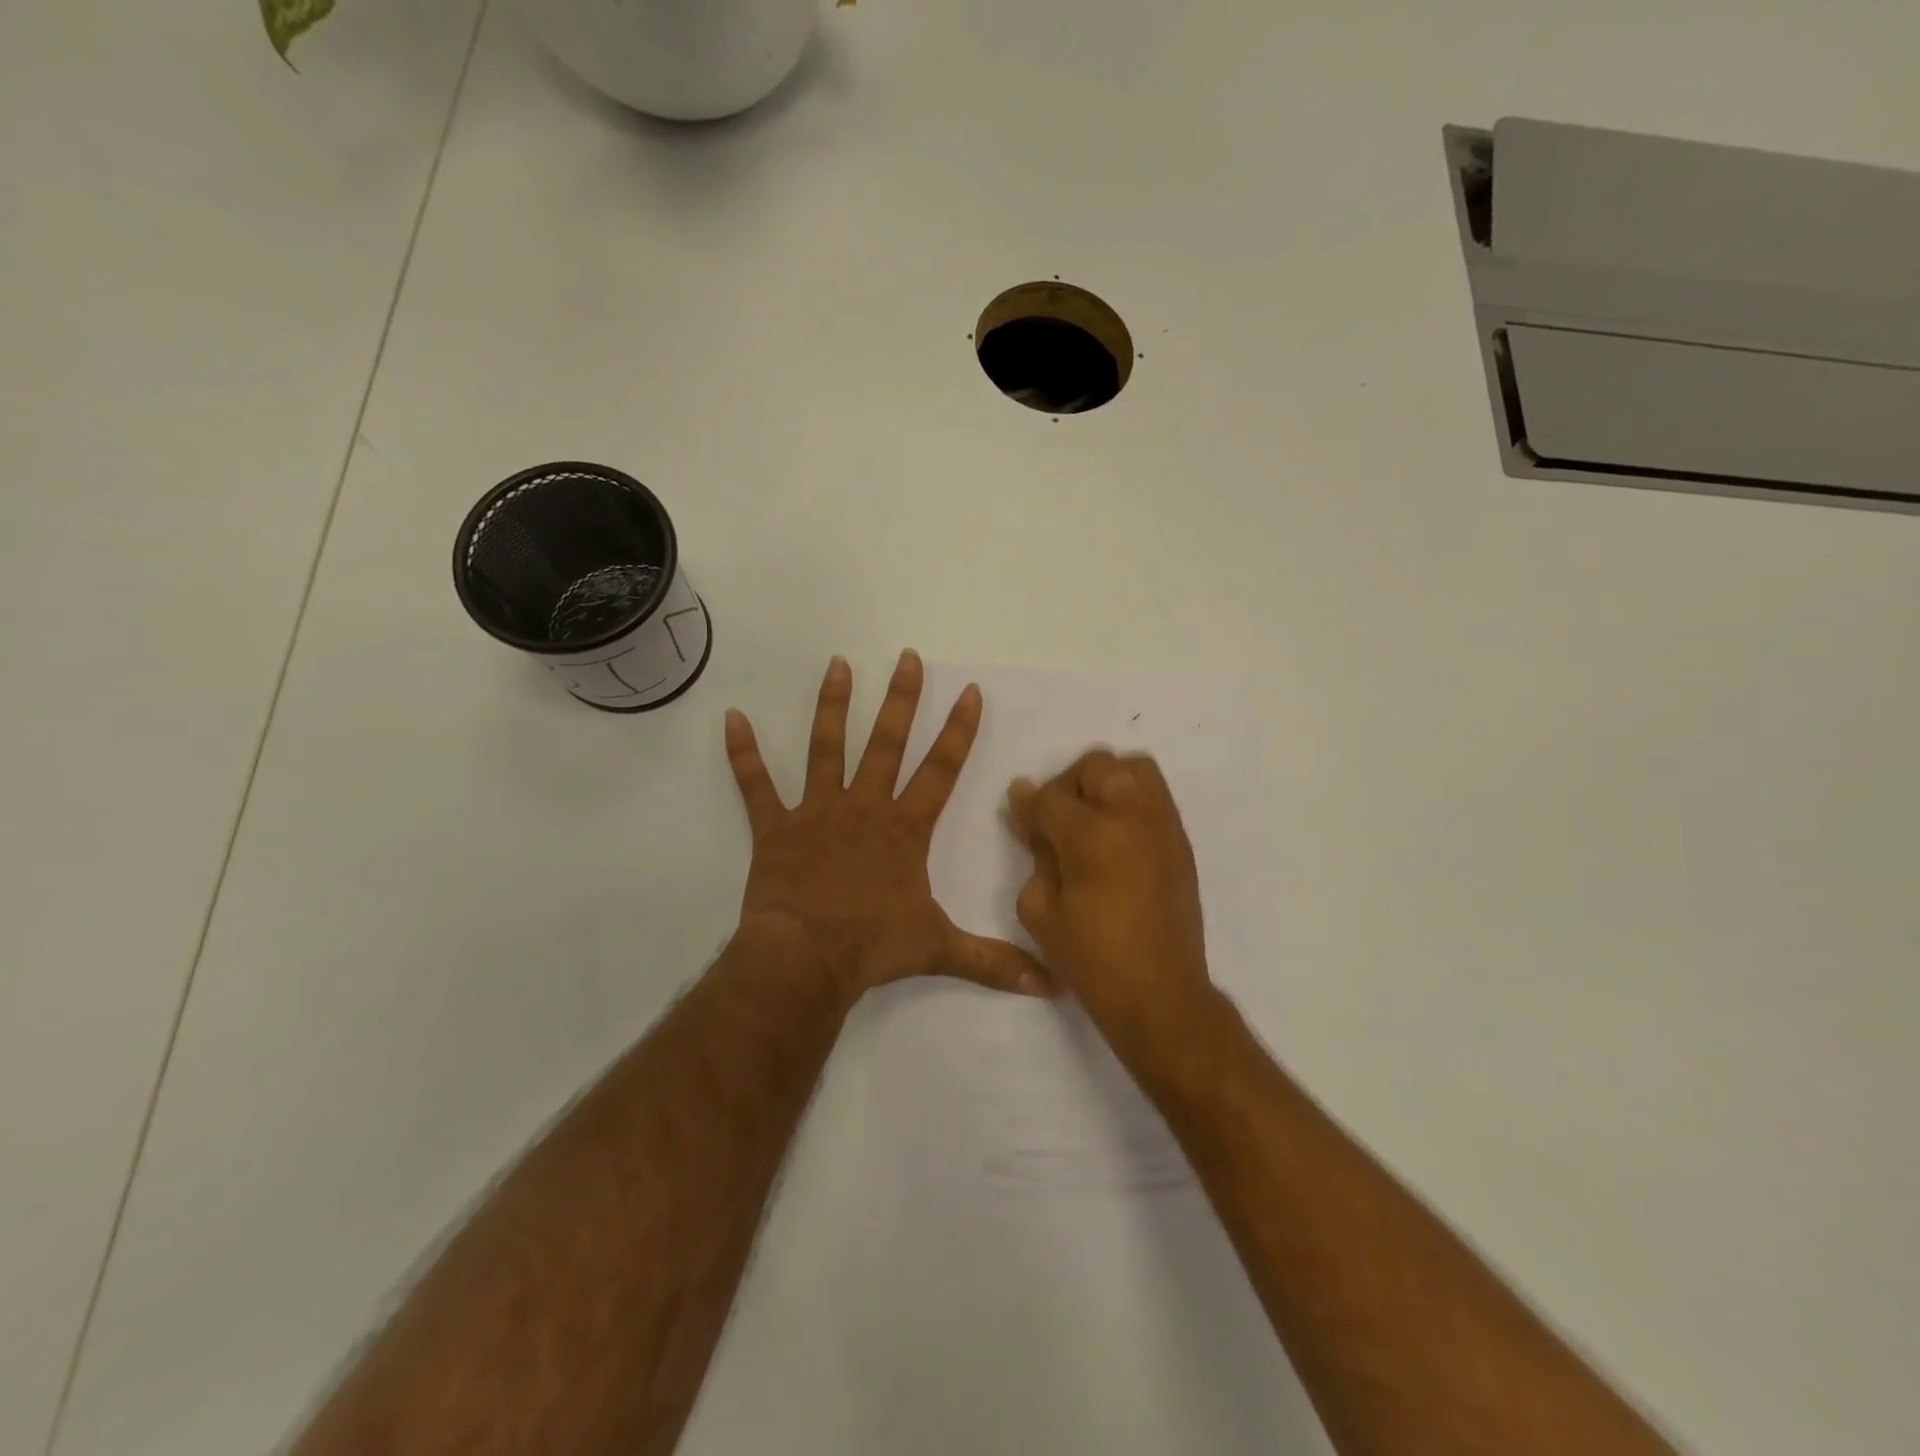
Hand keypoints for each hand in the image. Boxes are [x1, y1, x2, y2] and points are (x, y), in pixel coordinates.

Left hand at [724, 650, 1051, 1005]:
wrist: (805, 959)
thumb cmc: (873, 947)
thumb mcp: (940, 950)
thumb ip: (994, 962)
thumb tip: (1051, 986)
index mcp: (904, 828)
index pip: (940, 770)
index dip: (958, 731)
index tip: (969, 692)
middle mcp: (863, 807)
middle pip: (887, 743)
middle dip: (901, 700)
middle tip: (907, 658)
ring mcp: (816, 812)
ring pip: (826, 748)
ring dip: (832, 706)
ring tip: (838, 665)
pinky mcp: (775, 828)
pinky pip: (755, 786)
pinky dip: (742, 754)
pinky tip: (732, 718)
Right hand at [1007, 750, 1213, 1049]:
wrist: (1159, 993)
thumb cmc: (1090, 958)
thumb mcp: (1040, 910)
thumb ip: (1035, 853)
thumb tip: (1030, 815)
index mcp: (1090, 835)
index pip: (1050, 796)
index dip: (1029, 802)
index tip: (1019, 811)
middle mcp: (1131, 816)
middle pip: (1097, 765)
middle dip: (1069, 783)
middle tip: (1058, 818)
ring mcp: (1162, 826)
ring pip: (1134, 768)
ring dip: (1106, 782)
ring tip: (1093, 818)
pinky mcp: (1181, 841)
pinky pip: (1155, 796)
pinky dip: (1132, 799)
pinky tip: (1117, 836)